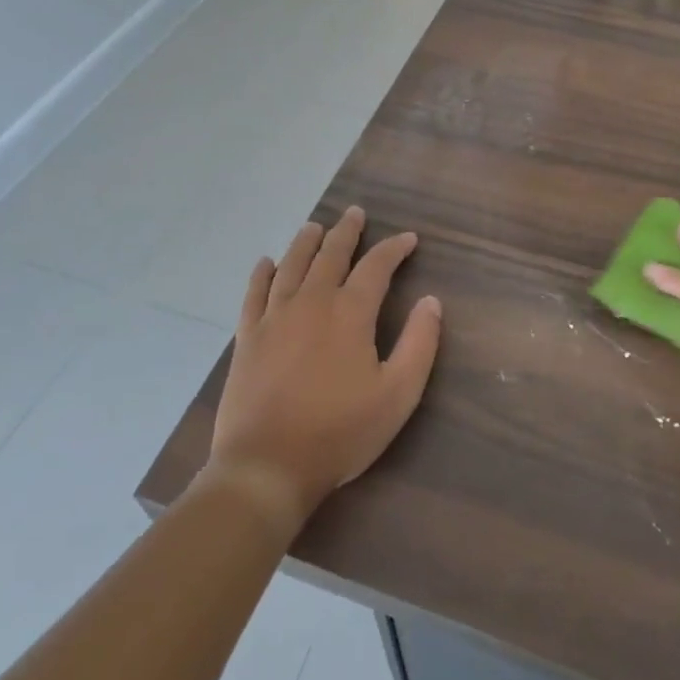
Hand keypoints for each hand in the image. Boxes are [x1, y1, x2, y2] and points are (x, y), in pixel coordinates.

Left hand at [206, 207, 440, 531]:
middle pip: (330, 255)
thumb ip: (419, 344)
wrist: (267, 466)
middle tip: (355, 213)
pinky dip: (262, 274)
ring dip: (306, 242)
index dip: (394, 248)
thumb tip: (431, 301)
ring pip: (292, 266)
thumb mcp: (398, 395)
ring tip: (315, 226)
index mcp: (350, 313)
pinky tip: (267, 262)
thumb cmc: (340, 433)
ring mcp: (274, 318)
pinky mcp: (248, 338)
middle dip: (347, 232)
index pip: (376, 266)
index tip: (408, 238)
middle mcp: (311, 303)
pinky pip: (254, 293)